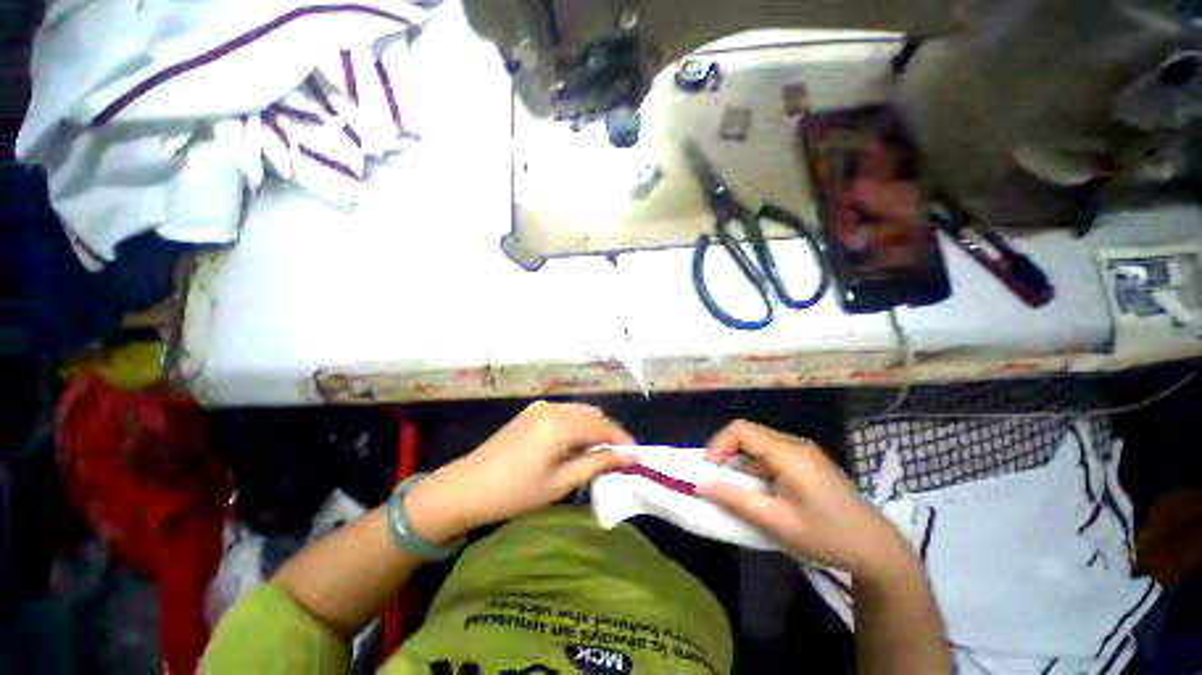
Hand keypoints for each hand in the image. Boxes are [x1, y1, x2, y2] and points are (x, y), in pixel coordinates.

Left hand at [407, 402, 633, 542]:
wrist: (465, 488)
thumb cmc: (514, 492)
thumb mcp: (560, 482)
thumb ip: (596, 464)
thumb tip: (626, 457)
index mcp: (560, 423)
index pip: (602, 427)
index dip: (622, 440)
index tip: (637, 455)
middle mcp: (554, 408)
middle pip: (593, 414)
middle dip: (610, 432)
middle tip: (621, 456)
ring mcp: (541, 407)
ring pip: (580, 411)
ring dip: (595, 428)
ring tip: (602, 452)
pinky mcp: (532, 412)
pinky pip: (565, 413)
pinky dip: (579, 425)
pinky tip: (578, 443)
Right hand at [696, 420, 911, 580]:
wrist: (877, 550)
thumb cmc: (826, 536)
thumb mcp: (776, 522)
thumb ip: (735, 500)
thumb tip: (700, 485)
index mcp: (788, 453)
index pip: (741, 430)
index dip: (718, 444)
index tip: (709, 469)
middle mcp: (795, 444)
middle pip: (749, 433)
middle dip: (726, 451)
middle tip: (717, 477)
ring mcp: (804, 451)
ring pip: (760, 443)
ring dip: (741, 460)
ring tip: (736, 487)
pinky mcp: (808, 461)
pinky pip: (772, 453)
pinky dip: (756, 466)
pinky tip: (760, 489)